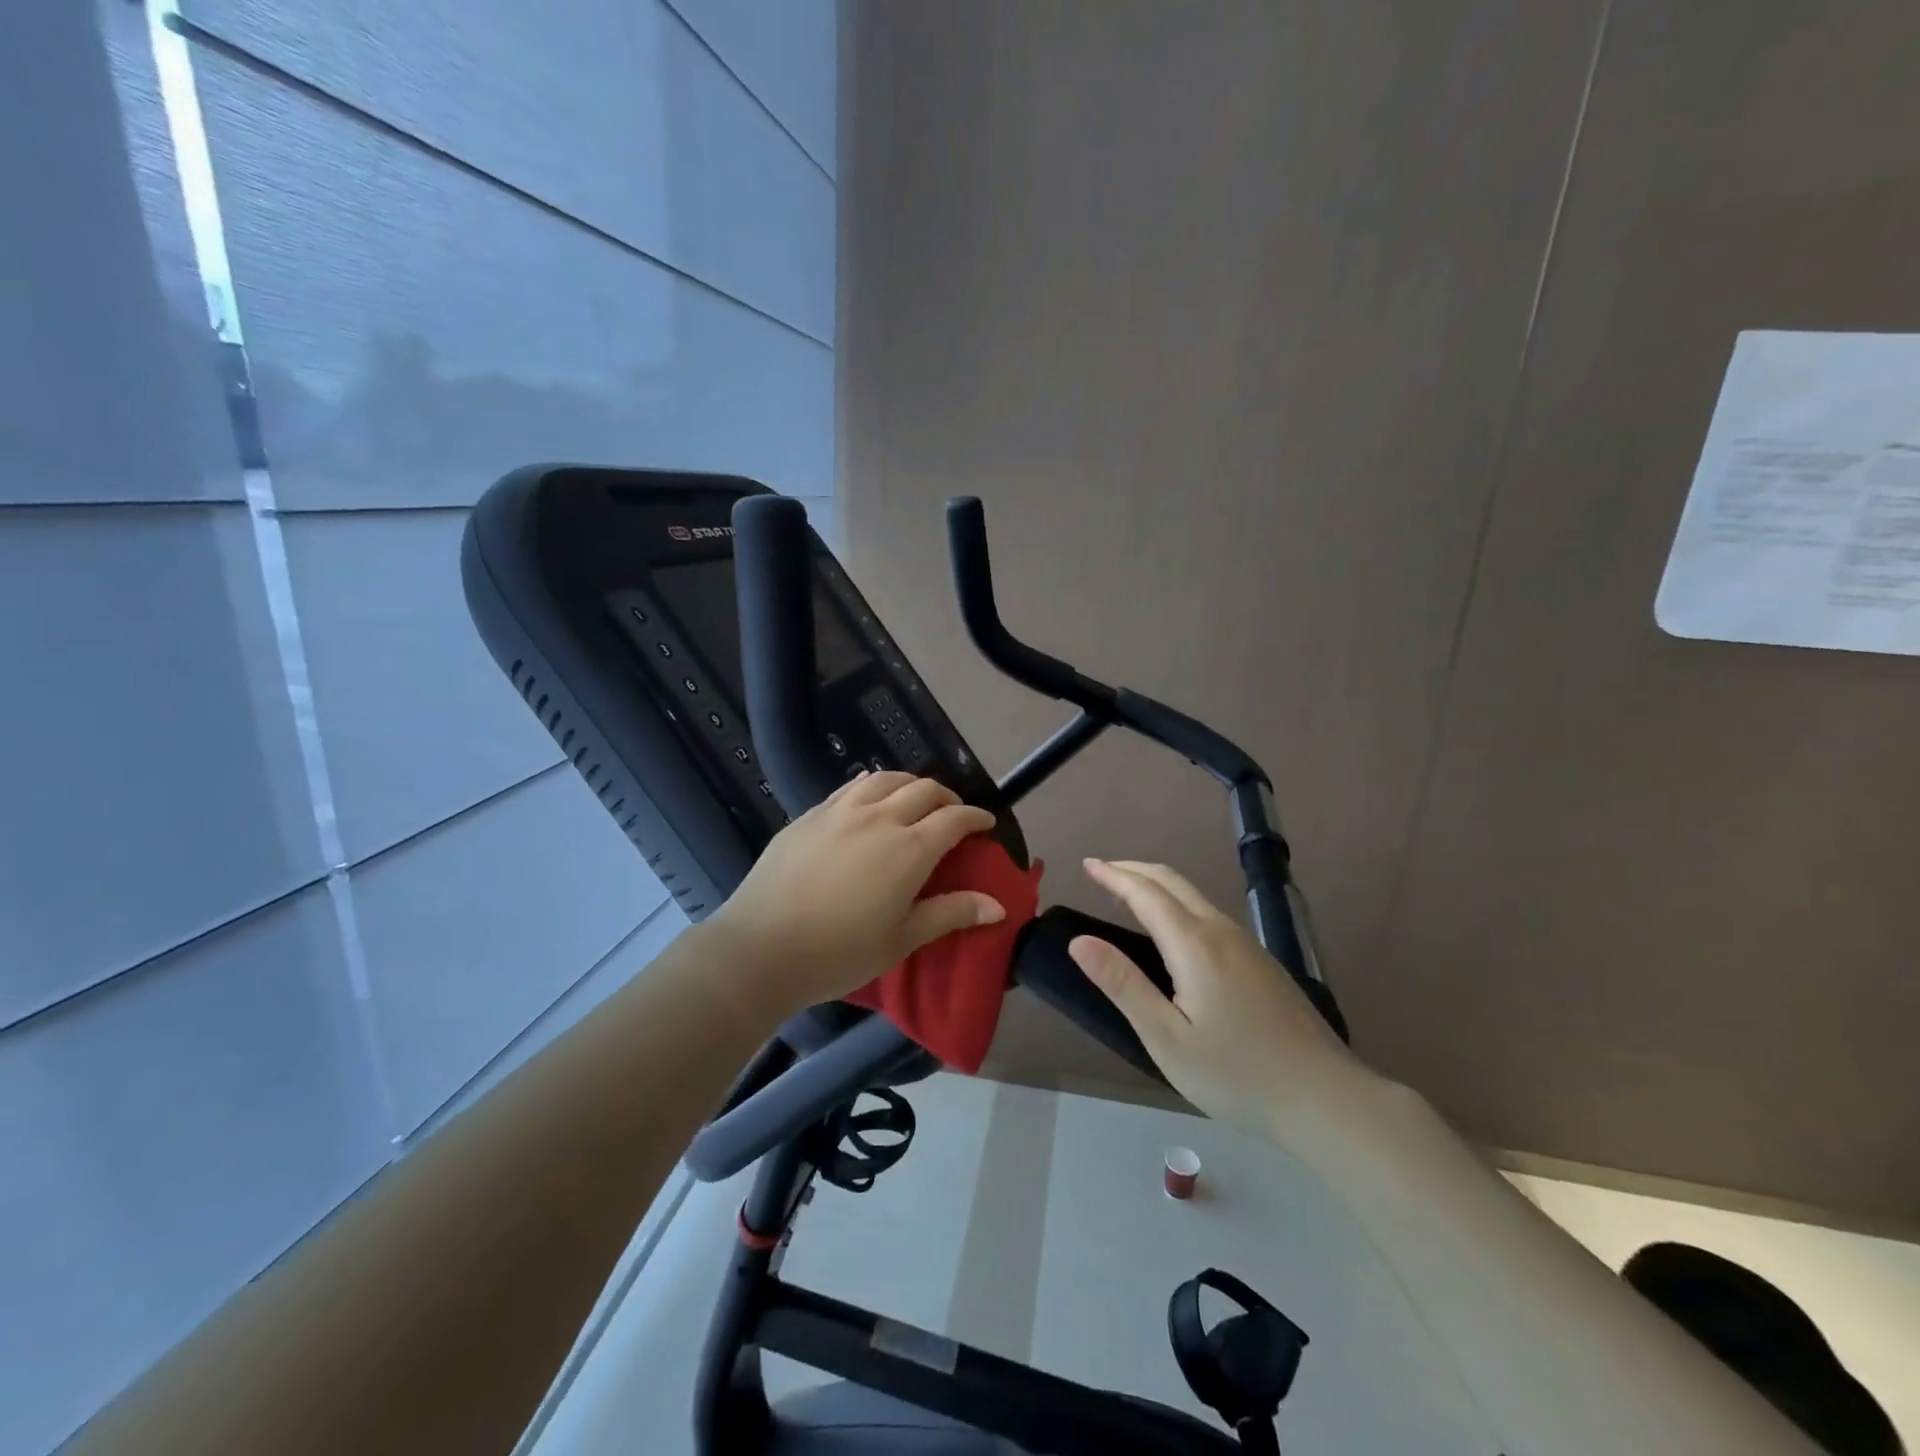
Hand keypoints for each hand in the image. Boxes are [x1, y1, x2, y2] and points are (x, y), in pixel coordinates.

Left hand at [706, 771, 1004, 1015]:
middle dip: (947, 797)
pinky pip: (851, 787)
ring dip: (909, 783)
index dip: (975, 817)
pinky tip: (870, 798)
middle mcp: (879, 818)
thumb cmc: (839, 953)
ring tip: (914, 799)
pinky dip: (873, 786)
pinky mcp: (810, 815)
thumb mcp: (901, 939)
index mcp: (908, 849)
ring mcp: (840, 811)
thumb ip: (950, 914)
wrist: (761, 948)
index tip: (986, 824)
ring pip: (885, 778)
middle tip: (953, 814)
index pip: (954, 819)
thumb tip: (998, 906)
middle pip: (923, 790)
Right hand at [1068, 858, 1367, 1137]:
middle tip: (1101, 870)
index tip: (1087, 864)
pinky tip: (1173, 928)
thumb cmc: (1236, 1075)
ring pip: (1194, 896)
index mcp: (1194, 944)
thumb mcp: (1166, 1038)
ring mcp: (1247, 945)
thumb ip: (1122, 985)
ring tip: (1128, 893)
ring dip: (1157, 885)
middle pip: (1172, 882)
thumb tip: (1079, 942)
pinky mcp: (1262, 962)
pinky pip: (1209, 914)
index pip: (1145, 893)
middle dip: (1134, 870)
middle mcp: (1221, 931)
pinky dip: (1178, 903)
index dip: (1113, 876)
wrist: (1326, 1098)